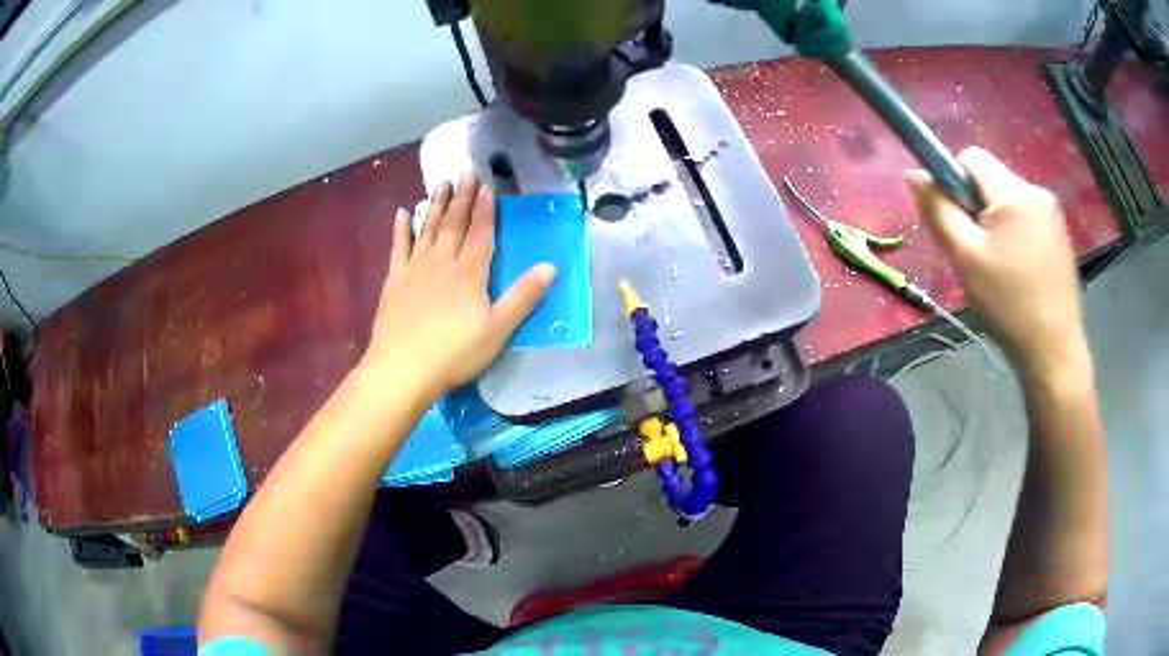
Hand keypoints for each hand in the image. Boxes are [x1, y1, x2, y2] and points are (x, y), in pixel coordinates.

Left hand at [361, 174, 555, 397]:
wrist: (403, 368)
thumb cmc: (455, 353)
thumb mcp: (498, 329)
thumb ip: (523, 296)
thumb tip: (550, 266)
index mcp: (470, 273)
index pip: (481, 233)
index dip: (486, 209)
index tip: (487, 186)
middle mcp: (442, 262)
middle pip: (455, 224)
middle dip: (463, 198)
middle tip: (466, 173)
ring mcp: (415, 269)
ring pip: (428, 229)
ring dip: (437, 205)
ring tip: (441, 183)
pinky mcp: (395, 280)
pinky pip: (399, 247)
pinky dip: (402, 229)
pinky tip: (403, 213)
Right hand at [908, 147, 1085, 377]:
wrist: (1053, 350)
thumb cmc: (1008, 304)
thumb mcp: (966, 258)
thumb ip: (939, 211)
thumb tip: (915, 175)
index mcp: (1014, 192)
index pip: (971, 158)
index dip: (955, 183)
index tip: (959, 223)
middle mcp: (1036, 191)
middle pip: (991, 180)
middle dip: (977, 207)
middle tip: (977, 253)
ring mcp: (1053, 213)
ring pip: (1008, 200)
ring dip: (996, 223)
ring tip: (1000, 267)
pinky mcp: (1060, 234)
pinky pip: (1027, 218)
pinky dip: (1015, 235)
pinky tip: (1018, 270)